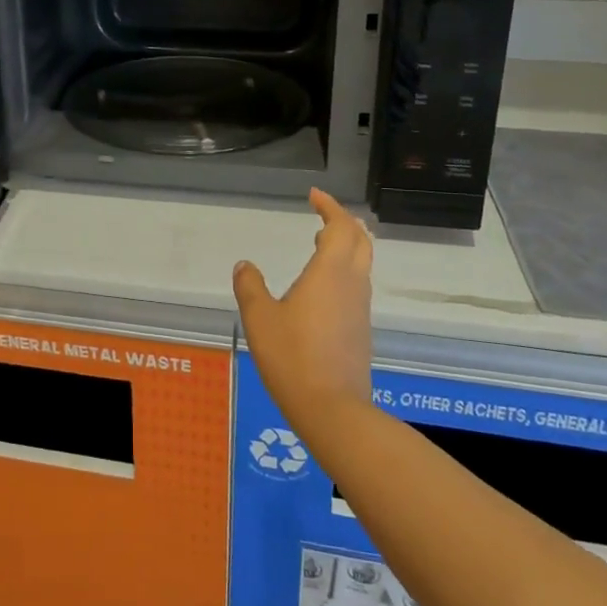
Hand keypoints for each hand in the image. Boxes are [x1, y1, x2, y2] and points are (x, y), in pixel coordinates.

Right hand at [232, 188, 375, 435]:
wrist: (332, 409)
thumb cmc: (292, 357)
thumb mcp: (260, 318)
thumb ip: (250, 287)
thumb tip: (245, 265)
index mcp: (330, 272)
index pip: (340, 226)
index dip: (329, 206)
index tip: (313, 196)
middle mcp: (352, 284)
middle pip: (360, 240)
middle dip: (343, 221)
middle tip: (322, 214)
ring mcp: (360, 308)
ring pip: (362, 263)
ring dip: (345, 245)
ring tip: (319, 242)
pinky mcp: (360, 329)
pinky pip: (357, 285)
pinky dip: (343, 270)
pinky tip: (321, 286)